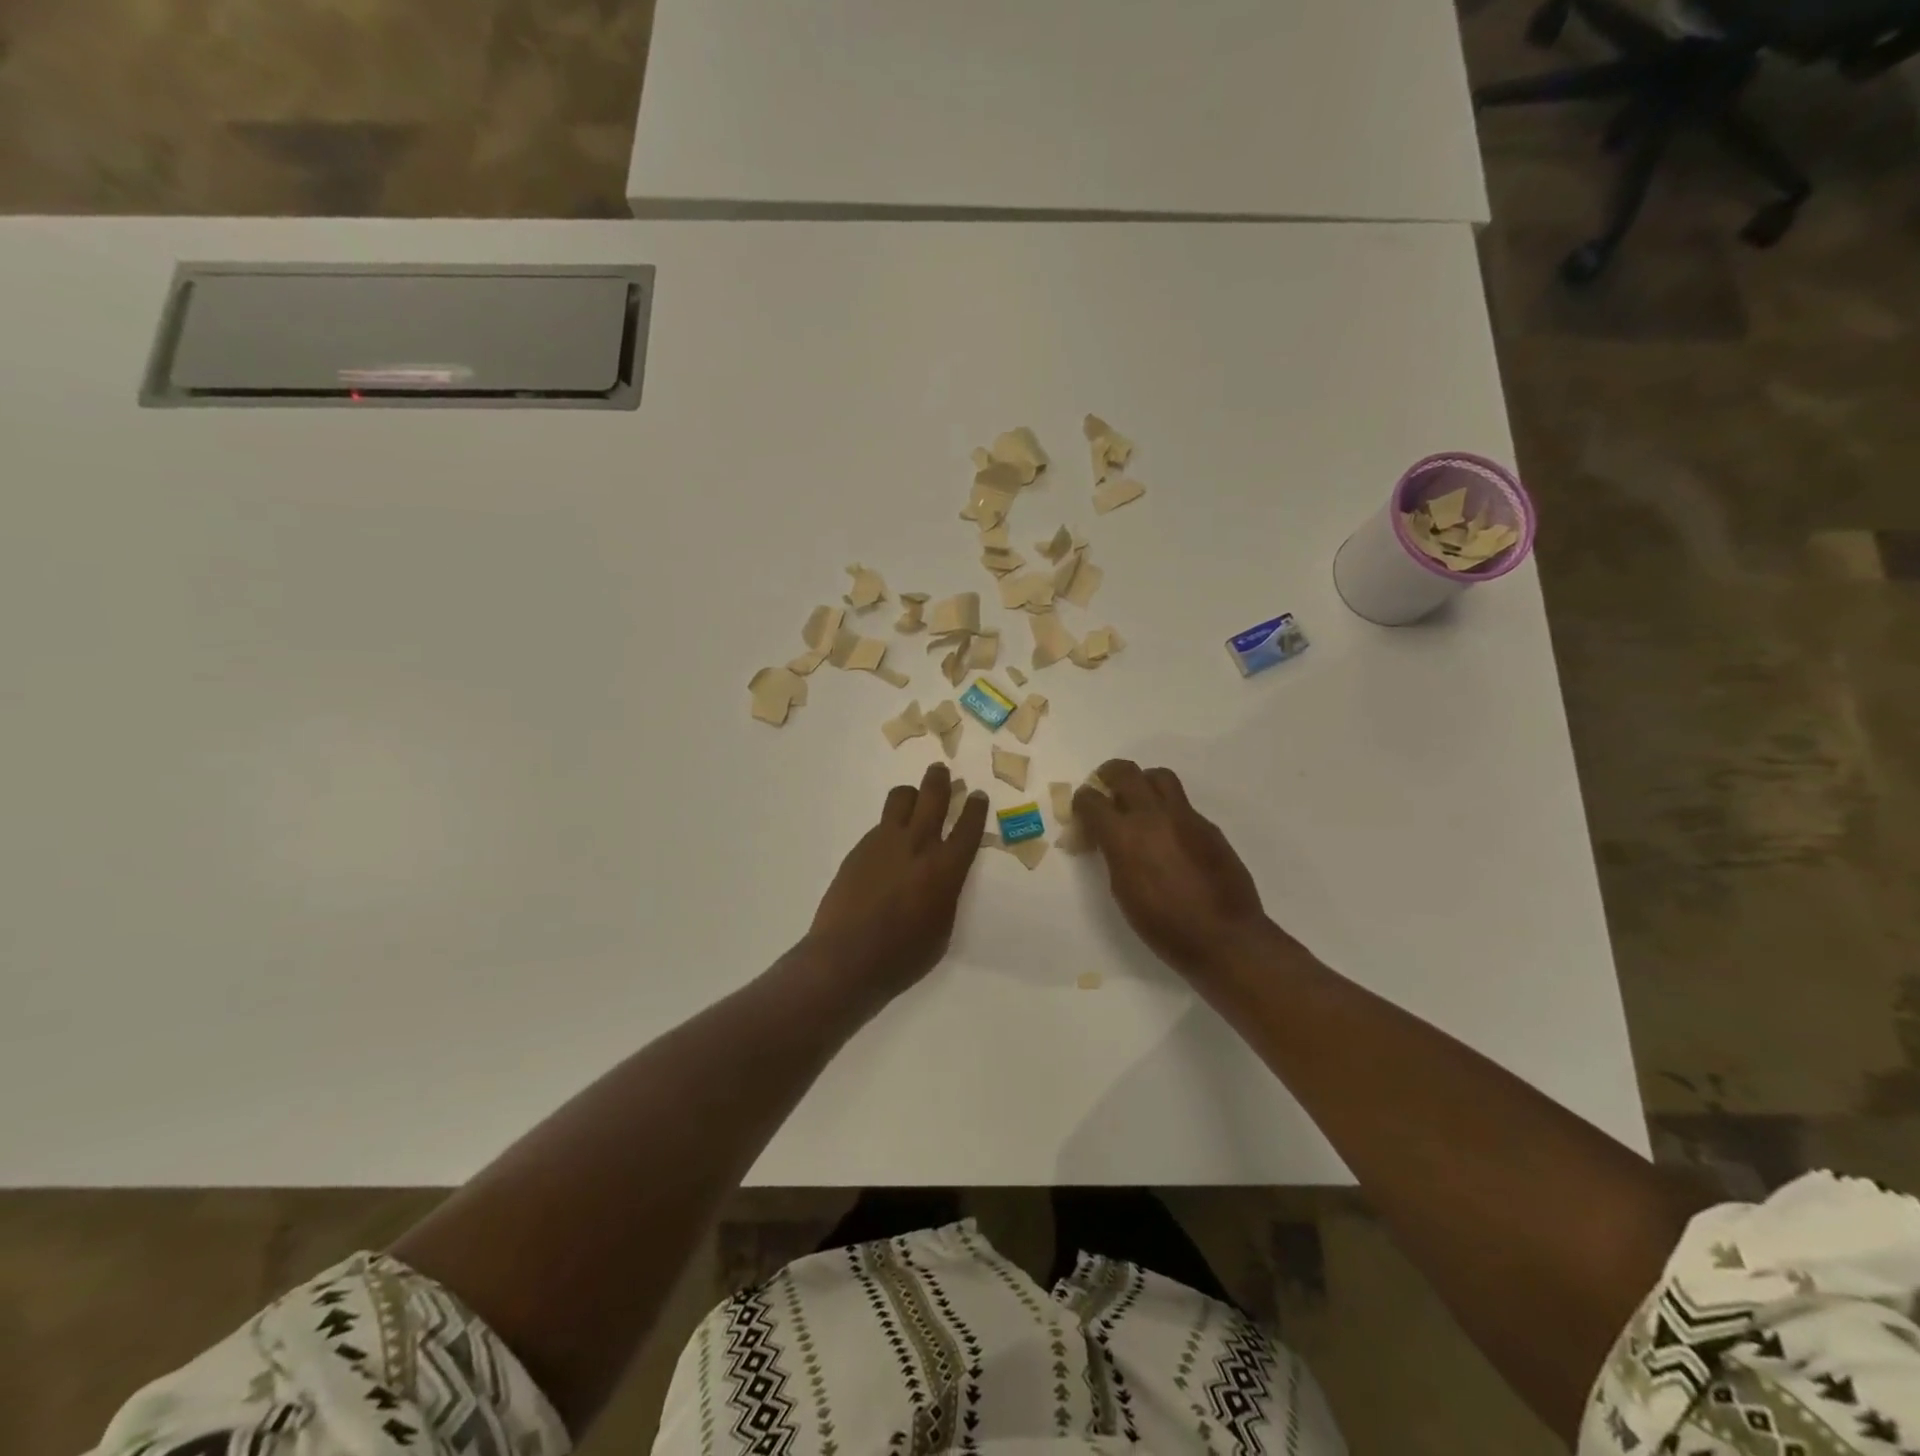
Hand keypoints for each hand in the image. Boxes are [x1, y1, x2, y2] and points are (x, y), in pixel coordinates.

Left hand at [808, 762, 990, 993]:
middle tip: (942, 771)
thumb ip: (947, 894)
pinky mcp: (860, 849)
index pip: (967, 828)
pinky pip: (881, 824)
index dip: (975, 808)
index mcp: (945, 869)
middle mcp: (917, 846)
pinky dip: (891, 825)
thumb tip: (943, 877)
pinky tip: (889, 842)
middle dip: (940, 780)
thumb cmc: (903, 956)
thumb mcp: (942, 929)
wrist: (846, 958)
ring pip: (900, 798)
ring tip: (914, 797)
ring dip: (912, 793)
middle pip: (932, 797)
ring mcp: (885, 843)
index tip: (978, 795)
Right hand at [1074, 760, 1269, 977]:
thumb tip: (1107, 839)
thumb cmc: (1162, 925)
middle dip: (1108, 776)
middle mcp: (1153, 815)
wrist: (1223, 937)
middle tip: (1106, 792)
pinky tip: (1170, 838)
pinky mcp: (1208, 826)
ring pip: (1159, 777)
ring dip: (1143, 783)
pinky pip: (1183, 805)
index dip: (1081, 803)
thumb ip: (1112, 854)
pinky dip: (1168, 811)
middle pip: (1124, 771)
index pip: (1091, 800)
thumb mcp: (1122, 890)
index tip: (1082, 814)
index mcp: (1124, 835)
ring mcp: (1185, 817)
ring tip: (1139, 804)